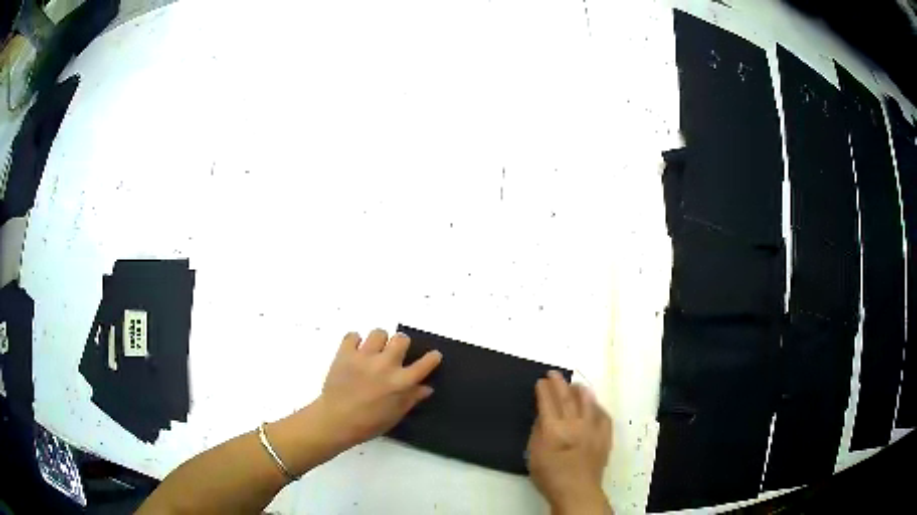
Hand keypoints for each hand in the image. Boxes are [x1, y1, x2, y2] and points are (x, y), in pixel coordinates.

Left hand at [312, 329, 441, 451]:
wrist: (336, 420)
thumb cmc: (369, 423)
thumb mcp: (395, 414)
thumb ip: (412, 398)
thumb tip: (426, 387)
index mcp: (401, 382)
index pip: (425, 363)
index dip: (432, 358)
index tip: (433, 356)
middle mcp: (386, 365)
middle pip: (401, 339)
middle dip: (401, 344)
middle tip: (394, 354)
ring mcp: (365, 357)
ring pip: (378, 333)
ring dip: (378, 341)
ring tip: (373, 352)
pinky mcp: (345, 353)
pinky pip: (353, 335)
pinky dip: (355, 342)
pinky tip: (355, 352)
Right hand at [528, 371, 612, 514]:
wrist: (577, 490)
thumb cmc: (549, 476)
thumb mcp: (533, 455)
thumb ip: (537, 433)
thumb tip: (541, 417)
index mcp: (554, 429)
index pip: (548, 403)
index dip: (543, 390)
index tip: (540, 381)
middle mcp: (574, 424)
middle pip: (567, 398)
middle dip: (559, 384)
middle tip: (554, 374)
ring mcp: (592, 429)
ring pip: (588, 403)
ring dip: (581, 391)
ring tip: (576, 384)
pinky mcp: (604, 436)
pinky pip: (603, 416)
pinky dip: (597, 407)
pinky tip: (594, 405)